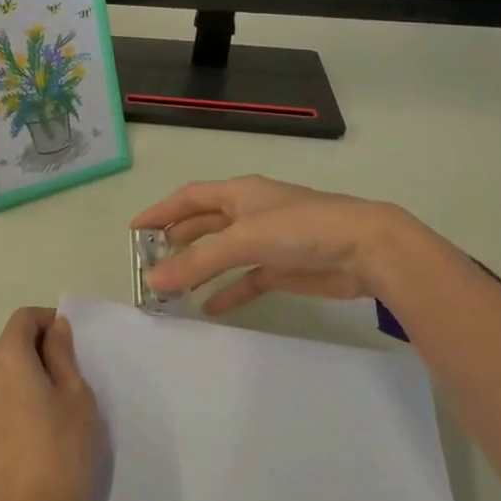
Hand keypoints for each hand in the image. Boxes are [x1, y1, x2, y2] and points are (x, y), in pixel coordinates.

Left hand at [0, 308, 104, 500]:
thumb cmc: (66, 449)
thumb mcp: (77, 395)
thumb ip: (62, 354)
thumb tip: (53, 326)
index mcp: (10, 356)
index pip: (23, 319)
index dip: (46, 320)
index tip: (67, 340)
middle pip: (7, 343)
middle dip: (34, 347)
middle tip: (64, 376)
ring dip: (9, 370)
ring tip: (34, 395)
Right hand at [130, 176, 405, 315]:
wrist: (366, 248)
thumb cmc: (300, 228)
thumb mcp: (243, 240)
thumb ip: (197, 261)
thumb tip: (152, 280)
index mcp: (239, 193)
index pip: (188, 197)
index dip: (160, 211)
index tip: (134, 230)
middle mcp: (250, 212)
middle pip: (204, 224)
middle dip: (177, 240)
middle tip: (150, 261)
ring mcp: (268, 240)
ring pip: (223, 253)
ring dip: (199, 267)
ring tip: (172, 286)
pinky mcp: (284, 268)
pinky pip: (246, 280)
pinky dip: (228, 291)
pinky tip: (210, 307)